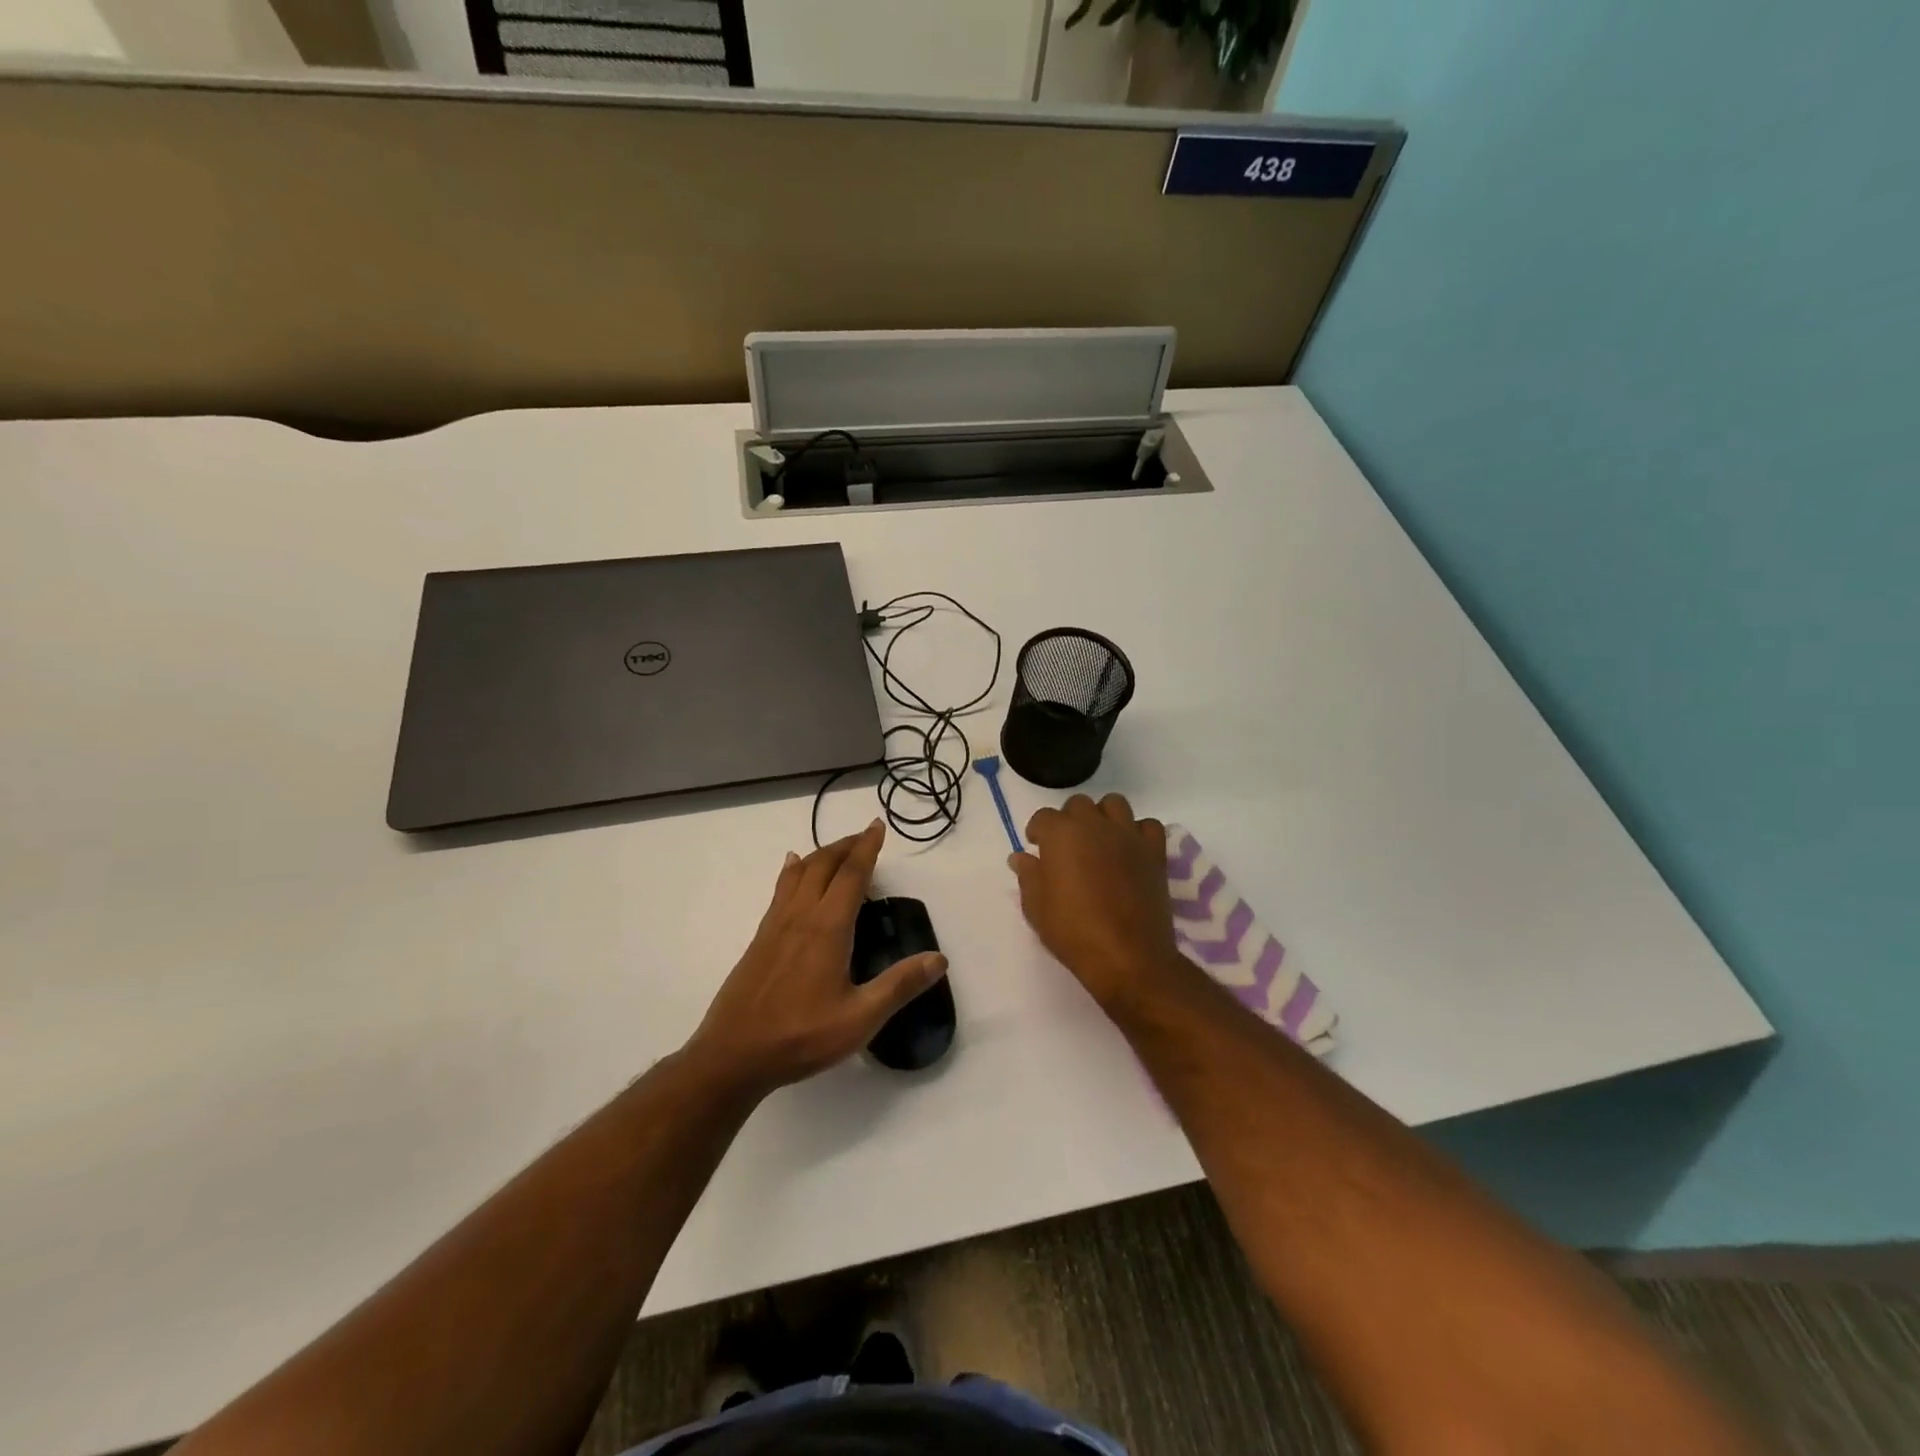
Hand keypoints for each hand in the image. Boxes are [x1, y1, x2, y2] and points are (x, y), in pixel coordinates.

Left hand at [686, 820, 946, 1098]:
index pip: (851, 874)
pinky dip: (794, 870)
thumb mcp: (859, 1018)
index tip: (877, 825)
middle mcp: (801, 915)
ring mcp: (776, 925)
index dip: (867, 847)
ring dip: (821, 853)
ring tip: (837, 849)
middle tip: (865, 836)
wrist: (733, 1054)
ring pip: (799, 872)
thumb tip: (939, 958)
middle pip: (824, 864)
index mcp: (828, 928)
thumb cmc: (801, 1036)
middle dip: (846, 845)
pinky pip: (781, 888)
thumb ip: (899, 986)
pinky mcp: (760, 938)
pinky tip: (792, 867)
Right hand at [1010, 793, 1190, 1012]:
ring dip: (1103, 816)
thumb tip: (1020, 857)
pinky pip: (1148, 825)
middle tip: (1067, 847)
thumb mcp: (1037, 909)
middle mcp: (1095, 825)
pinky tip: (1130, 850)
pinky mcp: (1154, 852)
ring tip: (1099, 841)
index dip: (1038, 831)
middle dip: (1069, 820)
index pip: (1044, 817)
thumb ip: (1028, 876)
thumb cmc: (1074, 933)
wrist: (1128, 957)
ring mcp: (1128, 836)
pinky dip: (1138, 832)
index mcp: (1061, 835)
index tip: (1037, 848)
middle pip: (1079, 804)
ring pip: (1114, 804)